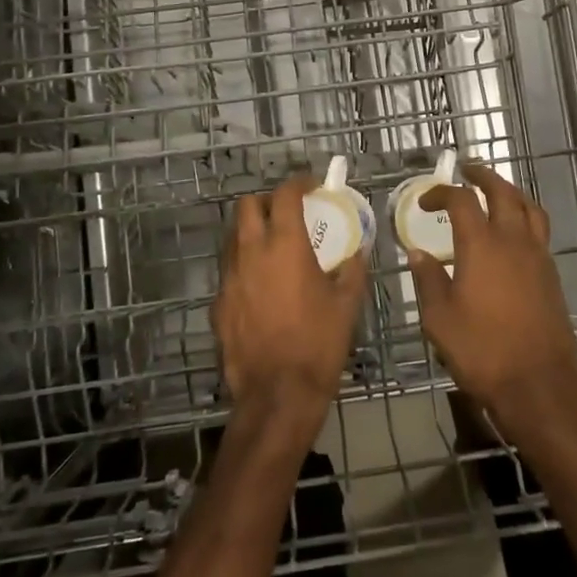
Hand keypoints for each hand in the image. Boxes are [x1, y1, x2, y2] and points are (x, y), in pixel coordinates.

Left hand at [212, 171, 366, 425]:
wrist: (278, 394)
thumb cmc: (319, 344)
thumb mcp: (347, 304)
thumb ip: (352, 270)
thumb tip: (358, 252)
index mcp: (285, 246)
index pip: (284, 195)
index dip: (298, 182)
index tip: (311, 185)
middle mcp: (251, 253)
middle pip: (246, 205)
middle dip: (266, 201)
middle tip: (286, 212)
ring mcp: (229, 278)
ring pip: (233, 238)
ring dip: (251, 232)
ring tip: (273, 247)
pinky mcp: (218, 304)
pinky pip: (230, 272)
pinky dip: (245, 267)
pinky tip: (261, 288)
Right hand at [407, 164, 576, 437]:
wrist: (539, 383)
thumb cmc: (482, 350)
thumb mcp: (440, 319)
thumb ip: (428, 280)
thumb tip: (418, 254)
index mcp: (482, 245)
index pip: (462, 200)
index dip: (441, 192)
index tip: (425, 200)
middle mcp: (513, 241)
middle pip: (503, 192)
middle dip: (483, 177)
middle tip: (467, 171)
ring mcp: (538, 256)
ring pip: (529, 208)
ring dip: (510, 192)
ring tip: (496, 192)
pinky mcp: (552, 275)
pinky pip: (539, 232)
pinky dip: (524, 219)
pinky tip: (513, 235)